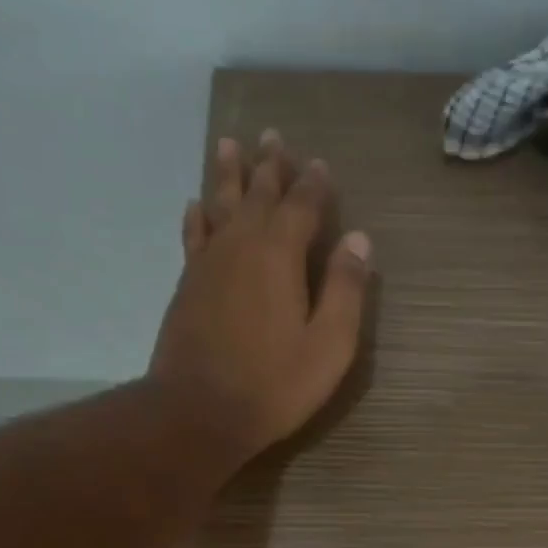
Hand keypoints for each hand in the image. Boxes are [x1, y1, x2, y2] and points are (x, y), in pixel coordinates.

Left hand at [149, 129, 371, 460]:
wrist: (199, 411)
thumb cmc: (275, 383)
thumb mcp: (329, 344)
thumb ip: (345, 290)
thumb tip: (359, 240)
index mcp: (280, 256)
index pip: (301, 206)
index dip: (313, 184)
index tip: (321, 163)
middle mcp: (241, 246)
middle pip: (257, 194)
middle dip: (269, 165)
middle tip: (274, 136)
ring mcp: (208, 263)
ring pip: (220, 205)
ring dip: (229, 175)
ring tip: (230, 144)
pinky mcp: (188, 284)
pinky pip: (194, 234)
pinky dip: (198, 215)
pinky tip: (196, 204)